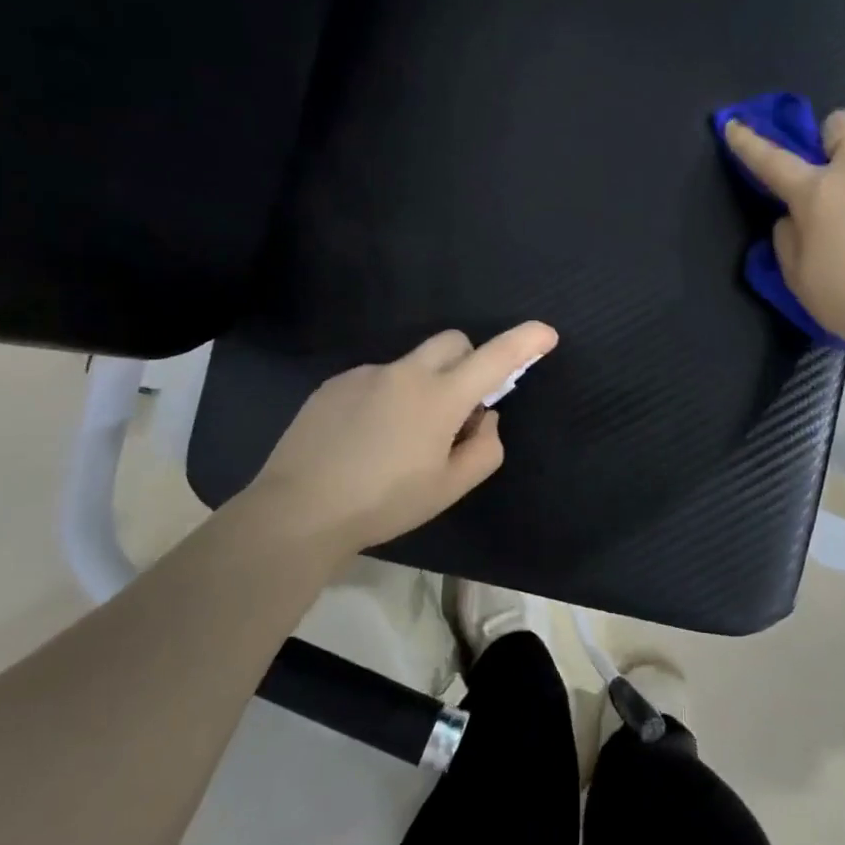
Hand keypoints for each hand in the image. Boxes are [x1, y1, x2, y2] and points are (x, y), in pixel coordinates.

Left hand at [248, 321, 558, 554]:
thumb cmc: (385, 503)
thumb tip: (484, 418)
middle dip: (469, 362)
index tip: (545, 334)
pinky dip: (386, 398)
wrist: (298, 510)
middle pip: (453, 342)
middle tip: (460, 407)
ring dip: (423, 386)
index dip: (525, 342)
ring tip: (399, 439)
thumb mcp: (450, 488)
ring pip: (411, 365)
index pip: (494, 358)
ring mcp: (365, 374)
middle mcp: (405, 373)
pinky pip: (376, 379)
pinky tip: (365, 439)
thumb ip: (485, 448)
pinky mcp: (334, 384)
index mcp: (440, 398)